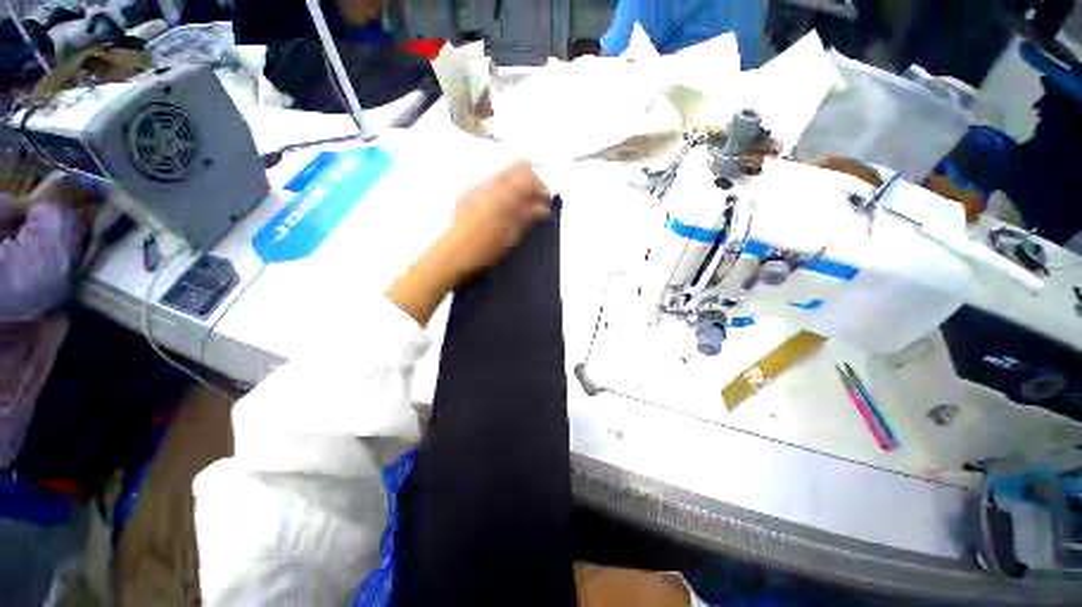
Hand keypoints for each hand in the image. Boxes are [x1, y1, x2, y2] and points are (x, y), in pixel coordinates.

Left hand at [388, 162, 550, 325]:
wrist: (448, 257)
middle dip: (529, 184)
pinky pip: (492, 184)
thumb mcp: (509, 237)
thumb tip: (542, 207)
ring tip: (521, 210)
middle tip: (535, 205)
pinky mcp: (467, 194)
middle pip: (515, 169)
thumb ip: (526, 217)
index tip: (545, 202)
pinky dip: (504, 193)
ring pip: (504, 176)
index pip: (527, 174)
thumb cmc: (480, 250)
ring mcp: (474, 187)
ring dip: (517, 188)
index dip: (540, 186)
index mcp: (500, 194)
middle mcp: (487, 184)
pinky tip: (504, 211)